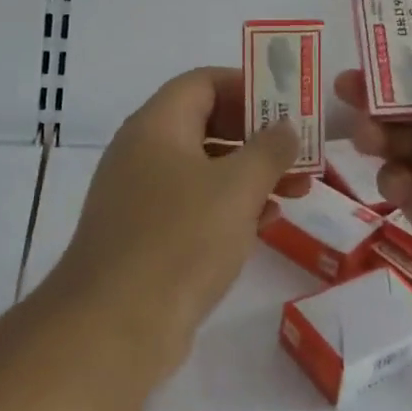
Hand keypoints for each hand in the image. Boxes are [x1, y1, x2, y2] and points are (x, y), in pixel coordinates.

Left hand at [41, 67, 306, 378]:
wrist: (113, 328)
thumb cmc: (180, 240)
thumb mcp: (238, 187)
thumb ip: (269, 149)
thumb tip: (286, 126)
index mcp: (157, 125)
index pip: (203, 81)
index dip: (248, 84)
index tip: (287, 103)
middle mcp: (144, 151)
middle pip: (207, 123)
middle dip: (257, 135)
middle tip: (299, 150)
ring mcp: (141, 195)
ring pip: (205, 168)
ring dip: (251, 174)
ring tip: (297, 190)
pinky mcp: (145, 235)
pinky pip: (194, 204)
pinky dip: (230, 205)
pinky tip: (265, 223)